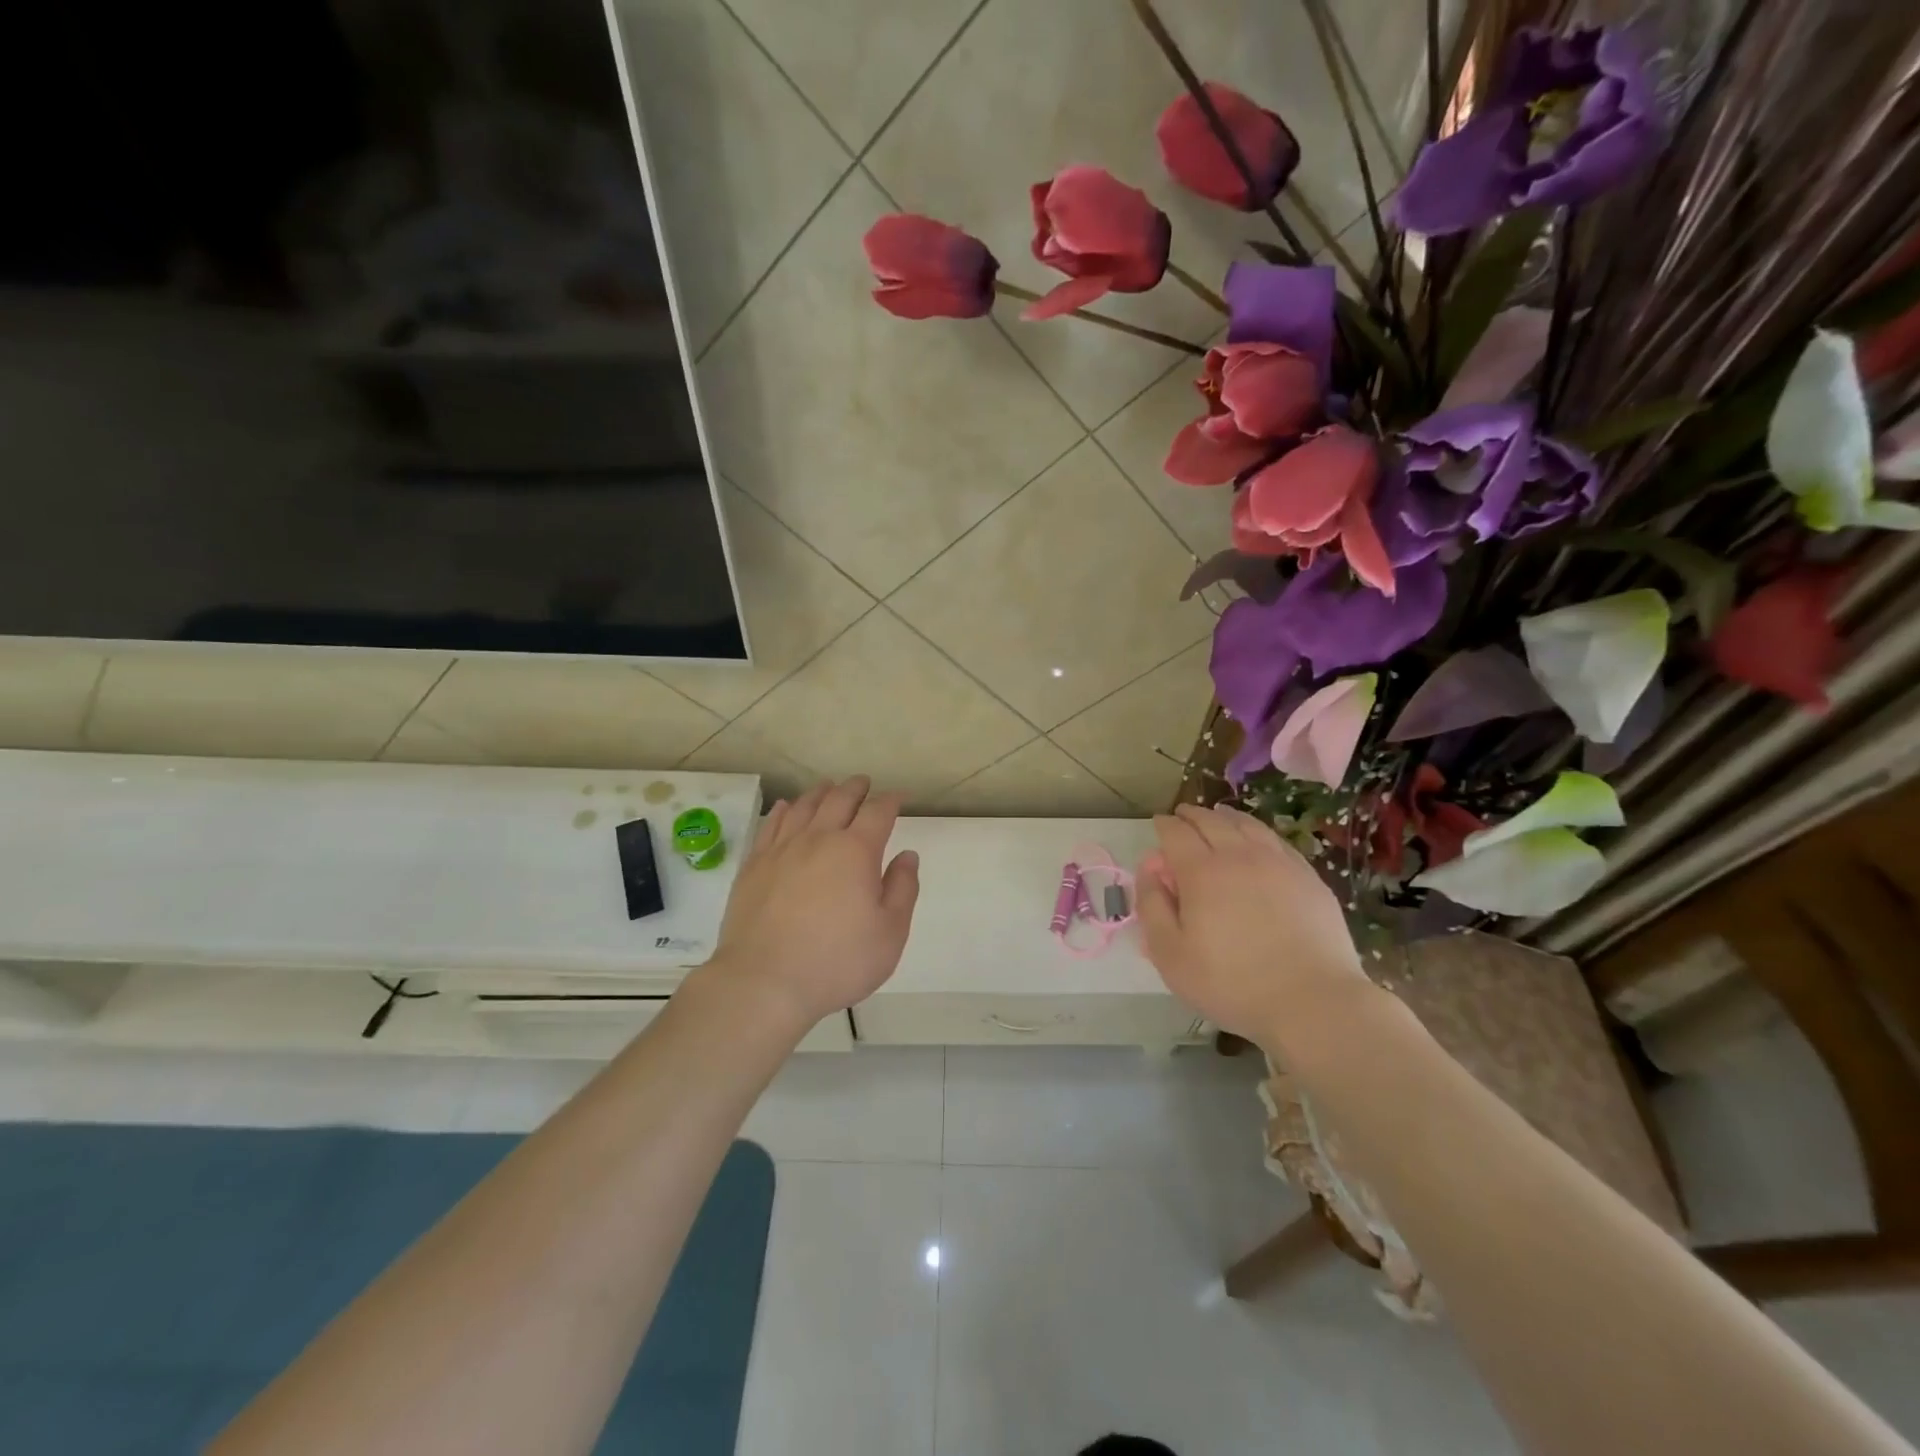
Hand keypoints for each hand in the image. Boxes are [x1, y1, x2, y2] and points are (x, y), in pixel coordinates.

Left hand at [707, 777, 919, 1026]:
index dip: (891, 801)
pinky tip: (788, 808)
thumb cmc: (837, 962)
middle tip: (864, 784)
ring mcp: (782, 849)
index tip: (898, 798)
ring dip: (821, 793)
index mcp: (856, 851)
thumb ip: (902, 889)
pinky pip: (771, 825)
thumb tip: (906, 856)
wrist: (764, 982)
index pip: (878, 812)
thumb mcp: (889, 933)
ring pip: (804, 807)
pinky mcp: (754, 865)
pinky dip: (784, 810)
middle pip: (839, 800)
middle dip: (856, 788)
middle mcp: (819, 839)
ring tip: (829, 788)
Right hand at [1136, 804, 1364, 1044]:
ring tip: (1218, 817)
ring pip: (1247, 825)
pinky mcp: (1308, 877)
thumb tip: (1150, 868)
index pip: (1176, 833)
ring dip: (1226, 817)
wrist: (1312, 1002)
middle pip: (1211, 821)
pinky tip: (1258, 840)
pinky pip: (1277, 841)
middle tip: (1182, 816)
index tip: (1158, 825)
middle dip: (1191, 815)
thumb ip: (1152, 906)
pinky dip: (1258, 832)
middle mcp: (1239, 855)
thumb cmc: (1231, 982)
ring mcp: (1279, 863)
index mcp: (1201, 871)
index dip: (1163, 825)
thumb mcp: (1170, 954)